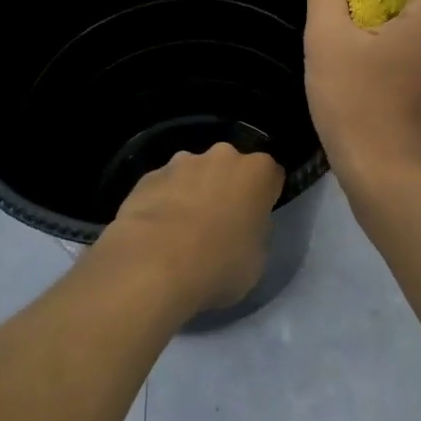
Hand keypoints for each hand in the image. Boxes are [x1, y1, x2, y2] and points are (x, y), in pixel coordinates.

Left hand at [101, 143, 284, 313]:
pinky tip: (155, 232)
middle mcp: (222, 156)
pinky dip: (163, 201)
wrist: (154, 263)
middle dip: (227, 186)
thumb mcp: (257, 258)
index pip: (271, 175)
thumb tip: (243, 225)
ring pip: (194, 172)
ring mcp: (181, 162)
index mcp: (257, 172)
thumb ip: (255, 231)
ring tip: (181, 229)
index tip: (256, 217)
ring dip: (193, 191)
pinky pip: (164, 186)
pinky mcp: (149, 176)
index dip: (265, 196)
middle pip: (230, 167)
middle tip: (219, 222)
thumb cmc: (219, 264)